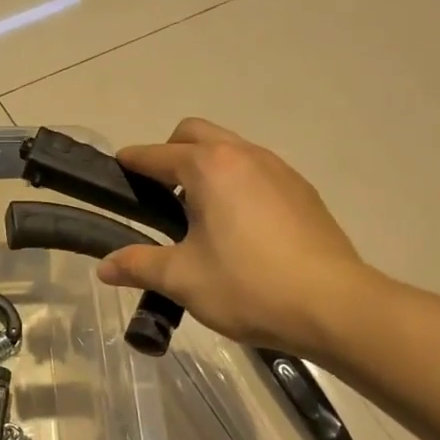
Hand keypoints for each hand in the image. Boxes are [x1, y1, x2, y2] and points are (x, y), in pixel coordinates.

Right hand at [96, 118, 371, 352]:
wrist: (335, 306)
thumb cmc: (249, 286)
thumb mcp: (183, 279)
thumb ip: (139, 265)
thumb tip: (104, 267)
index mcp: (209, 167)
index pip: (156, 154)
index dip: (131, 162)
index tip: (116, 171)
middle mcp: (244, 155)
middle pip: (194, 133)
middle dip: (169, 153)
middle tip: (158, 193)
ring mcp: (279, 169)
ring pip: (230, 148)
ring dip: (206, 165)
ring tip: (198, 211)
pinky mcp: (302, 190)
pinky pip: (257, 169)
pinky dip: (236, 180)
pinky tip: (239, 225)